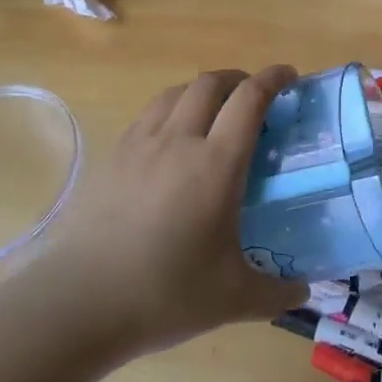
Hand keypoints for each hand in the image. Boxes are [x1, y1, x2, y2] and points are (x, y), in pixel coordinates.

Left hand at [43, 67, 308, 355]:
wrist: (77, 305)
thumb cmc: (163, 295)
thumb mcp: (232, 300)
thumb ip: (276, 293)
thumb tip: (305, 292)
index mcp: (216, 164)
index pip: (250, 99)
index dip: (273, 78)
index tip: (290, 76)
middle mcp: (179, 141)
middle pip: (211, 83)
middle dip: (238, 79)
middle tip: (253, 97)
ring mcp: (140, 145)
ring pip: (176, 92)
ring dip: (203, 90)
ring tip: (214, 110)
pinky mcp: (112, 157)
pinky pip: (149, 113)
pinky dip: (171, 108)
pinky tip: (171, 138)